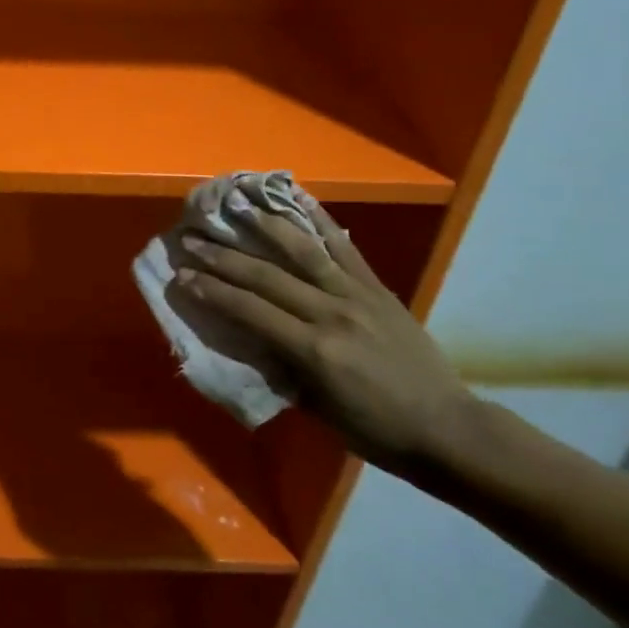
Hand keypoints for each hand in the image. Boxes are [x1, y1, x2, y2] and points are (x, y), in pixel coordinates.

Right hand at [174, 202, 472, 471]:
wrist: (447, 428)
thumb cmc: (375, 430)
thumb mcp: (317, 408)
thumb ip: (282, 366)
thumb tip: (252, 337)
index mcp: (314, 350)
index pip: (249, 310)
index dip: (211, 291)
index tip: (181, 276)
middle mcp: (332, 314)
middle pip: (266, 276)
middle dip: (222, 258)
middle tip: (191, 240)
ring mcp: (358, 295)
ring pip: (303, 251)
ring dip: (264, 226)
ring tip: (237, 206)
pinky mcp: (377, 287)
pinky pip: (344, 248)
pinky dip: (320, 221)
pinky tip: (299, 197)